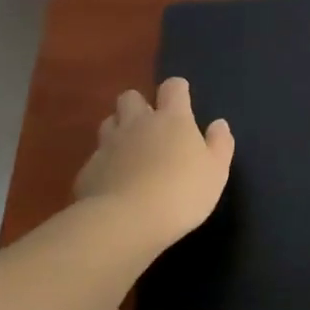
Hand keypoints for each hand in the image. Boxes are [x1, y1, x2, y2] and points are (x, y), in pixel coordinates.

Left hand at [73, 77, 234, 246]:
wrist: (126, 222)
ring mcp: (108, 145)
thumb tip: (218, 123)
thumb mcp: (216, 171)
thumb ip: (220, 143)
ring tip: (131, 150)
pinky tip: (115, 182)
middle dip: (139, 105)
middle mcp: (137, 123)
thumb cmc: (182, 192)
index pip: (173, 87)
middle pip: (130, 97)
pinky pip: (97, 156)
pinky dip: (106, 163)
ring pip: (109, 122)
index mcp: (172, 119)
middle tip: (152, 125)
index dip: (178, 90)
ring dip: (119, 129)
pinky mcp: (89, 170)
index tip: (182, 99)